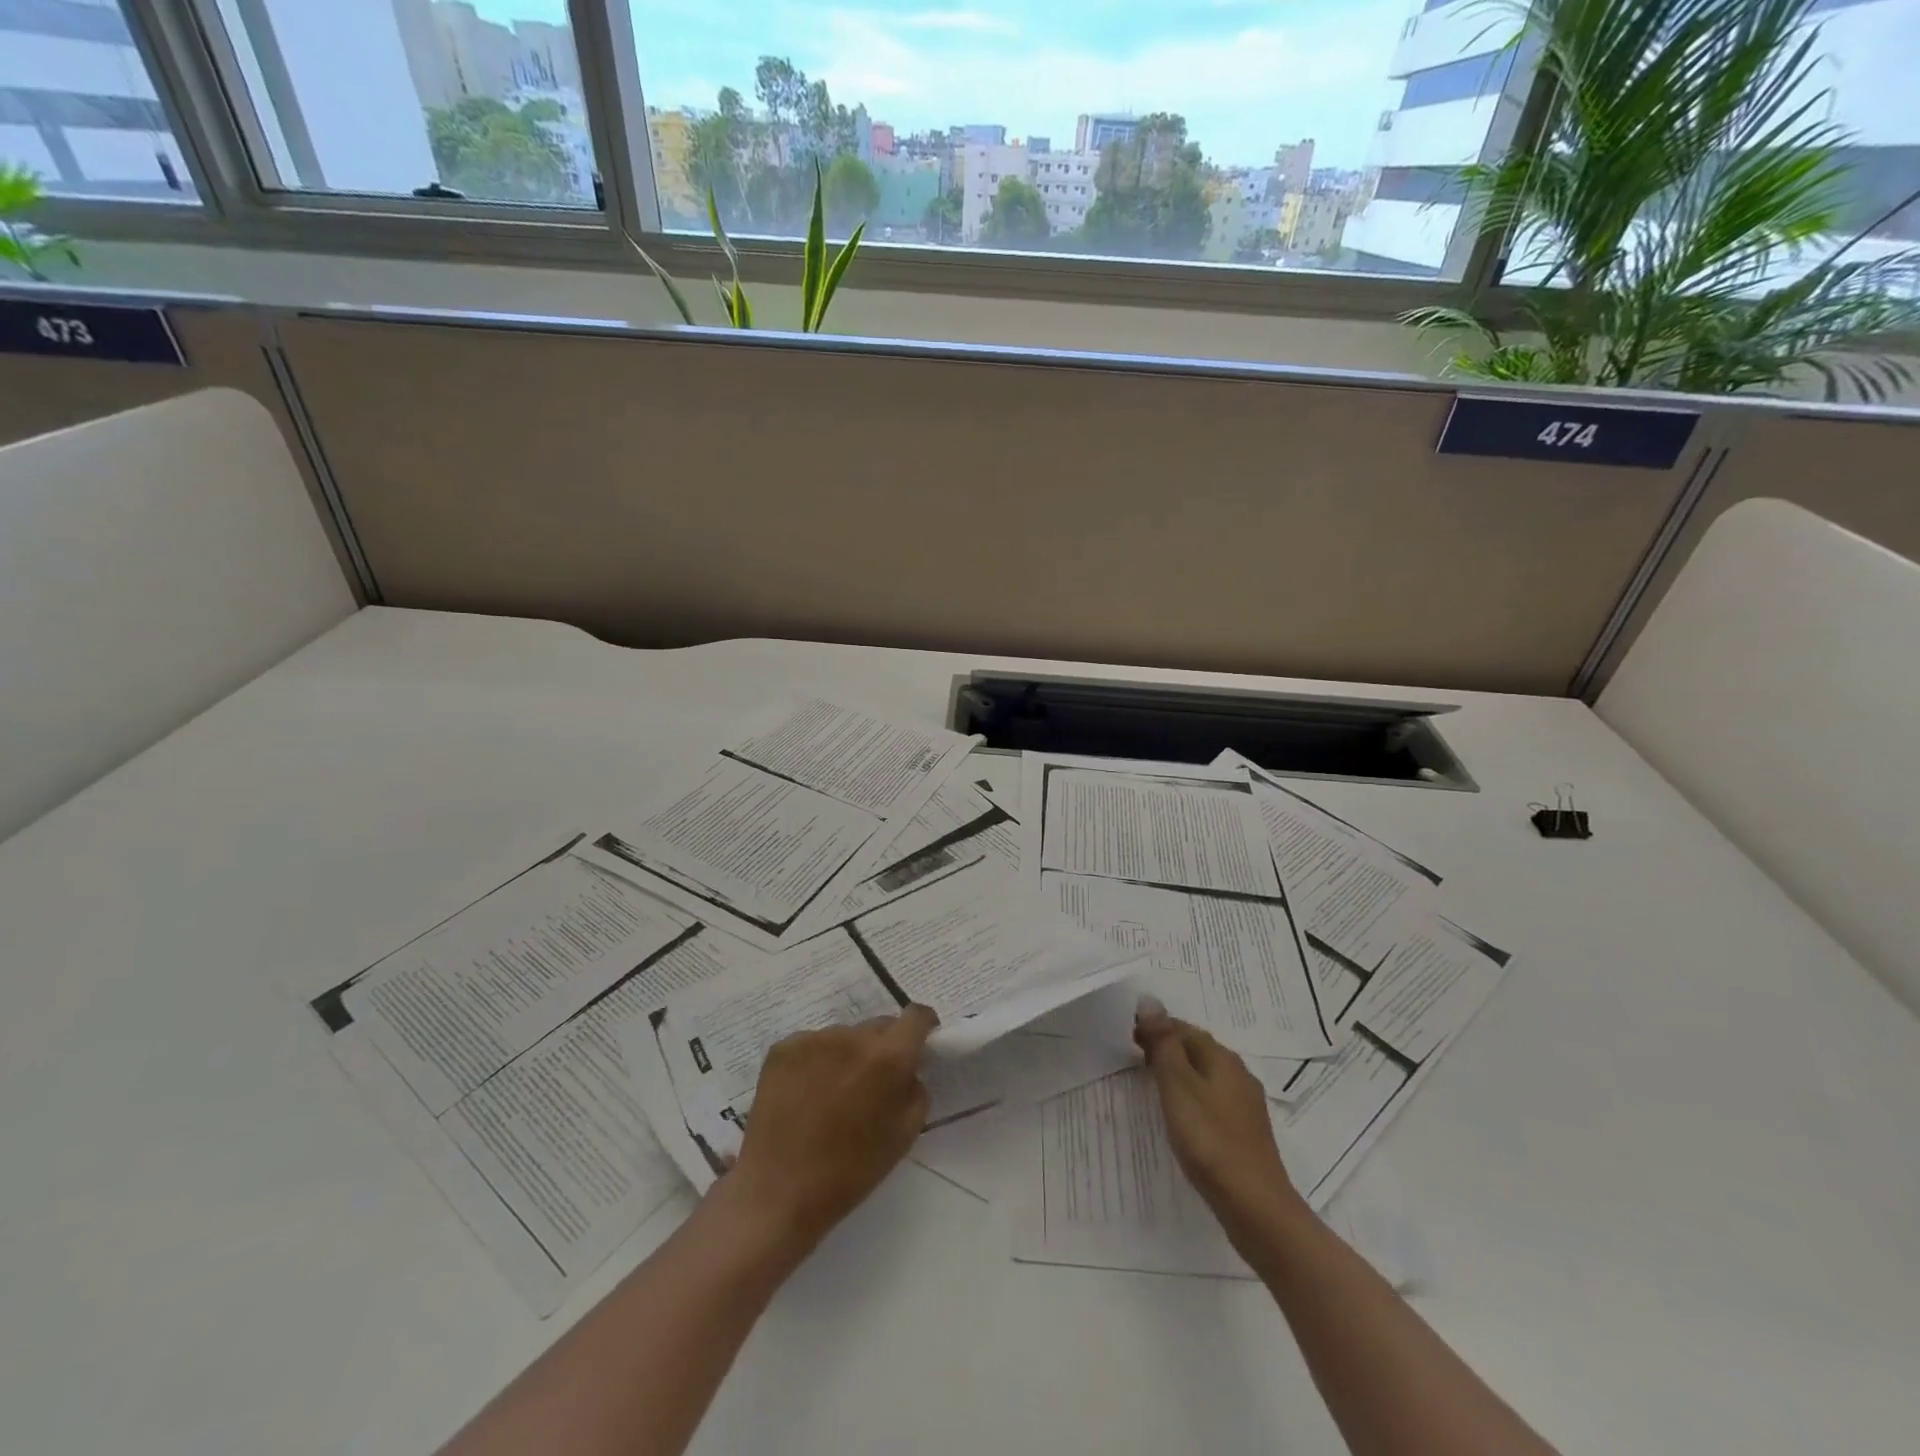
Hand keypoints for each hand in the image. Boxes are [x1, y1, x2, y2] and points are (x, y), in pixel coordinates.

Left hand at [726, 1005, 937, 1255]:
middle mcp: (852, 1037)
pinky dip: (815, 1062)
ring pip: (844, 1037)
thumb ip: (915, 1091)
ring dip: (847, 1055)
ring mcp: (814, 1039)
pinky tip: (805, 1094)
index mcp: (887, 1057)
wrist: (777, 1193)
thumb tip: (910, 1068)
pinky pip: (812, 1045)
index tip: (919, 1041)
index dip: (923, 1025)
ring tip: (832, 1094)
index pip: (915, 1016)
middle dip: (883, 1047)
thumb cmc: (849, 1172)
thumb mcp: (903, 1136)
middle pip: (879, 1026)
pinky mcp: (783, 1048)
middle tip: (871, 1082)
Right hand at [1134, 995, 1305, 1243]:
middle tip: (1136, 1058)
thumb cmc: (1210, 1141)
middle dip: (1168, 1047)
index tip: (1129, 1038)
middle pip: (1197, 1049)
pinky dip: (1192, 1096)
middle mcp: (1238, 1074)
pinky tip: (1182, 1116)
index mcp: (1222, 1059)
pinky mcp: (1245, 1132)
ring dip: (1180, 1072)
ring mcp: (1245, 1105)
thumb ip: (1164, 1045)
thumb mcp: (1178, 1087)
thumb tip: (1150, 1000)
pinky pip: (1213, 1099)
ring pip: (1206, 1075)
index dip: (1156, 1028)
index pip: (1184, 1029)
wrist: (1256, 1207)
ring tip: (1153, 1084)